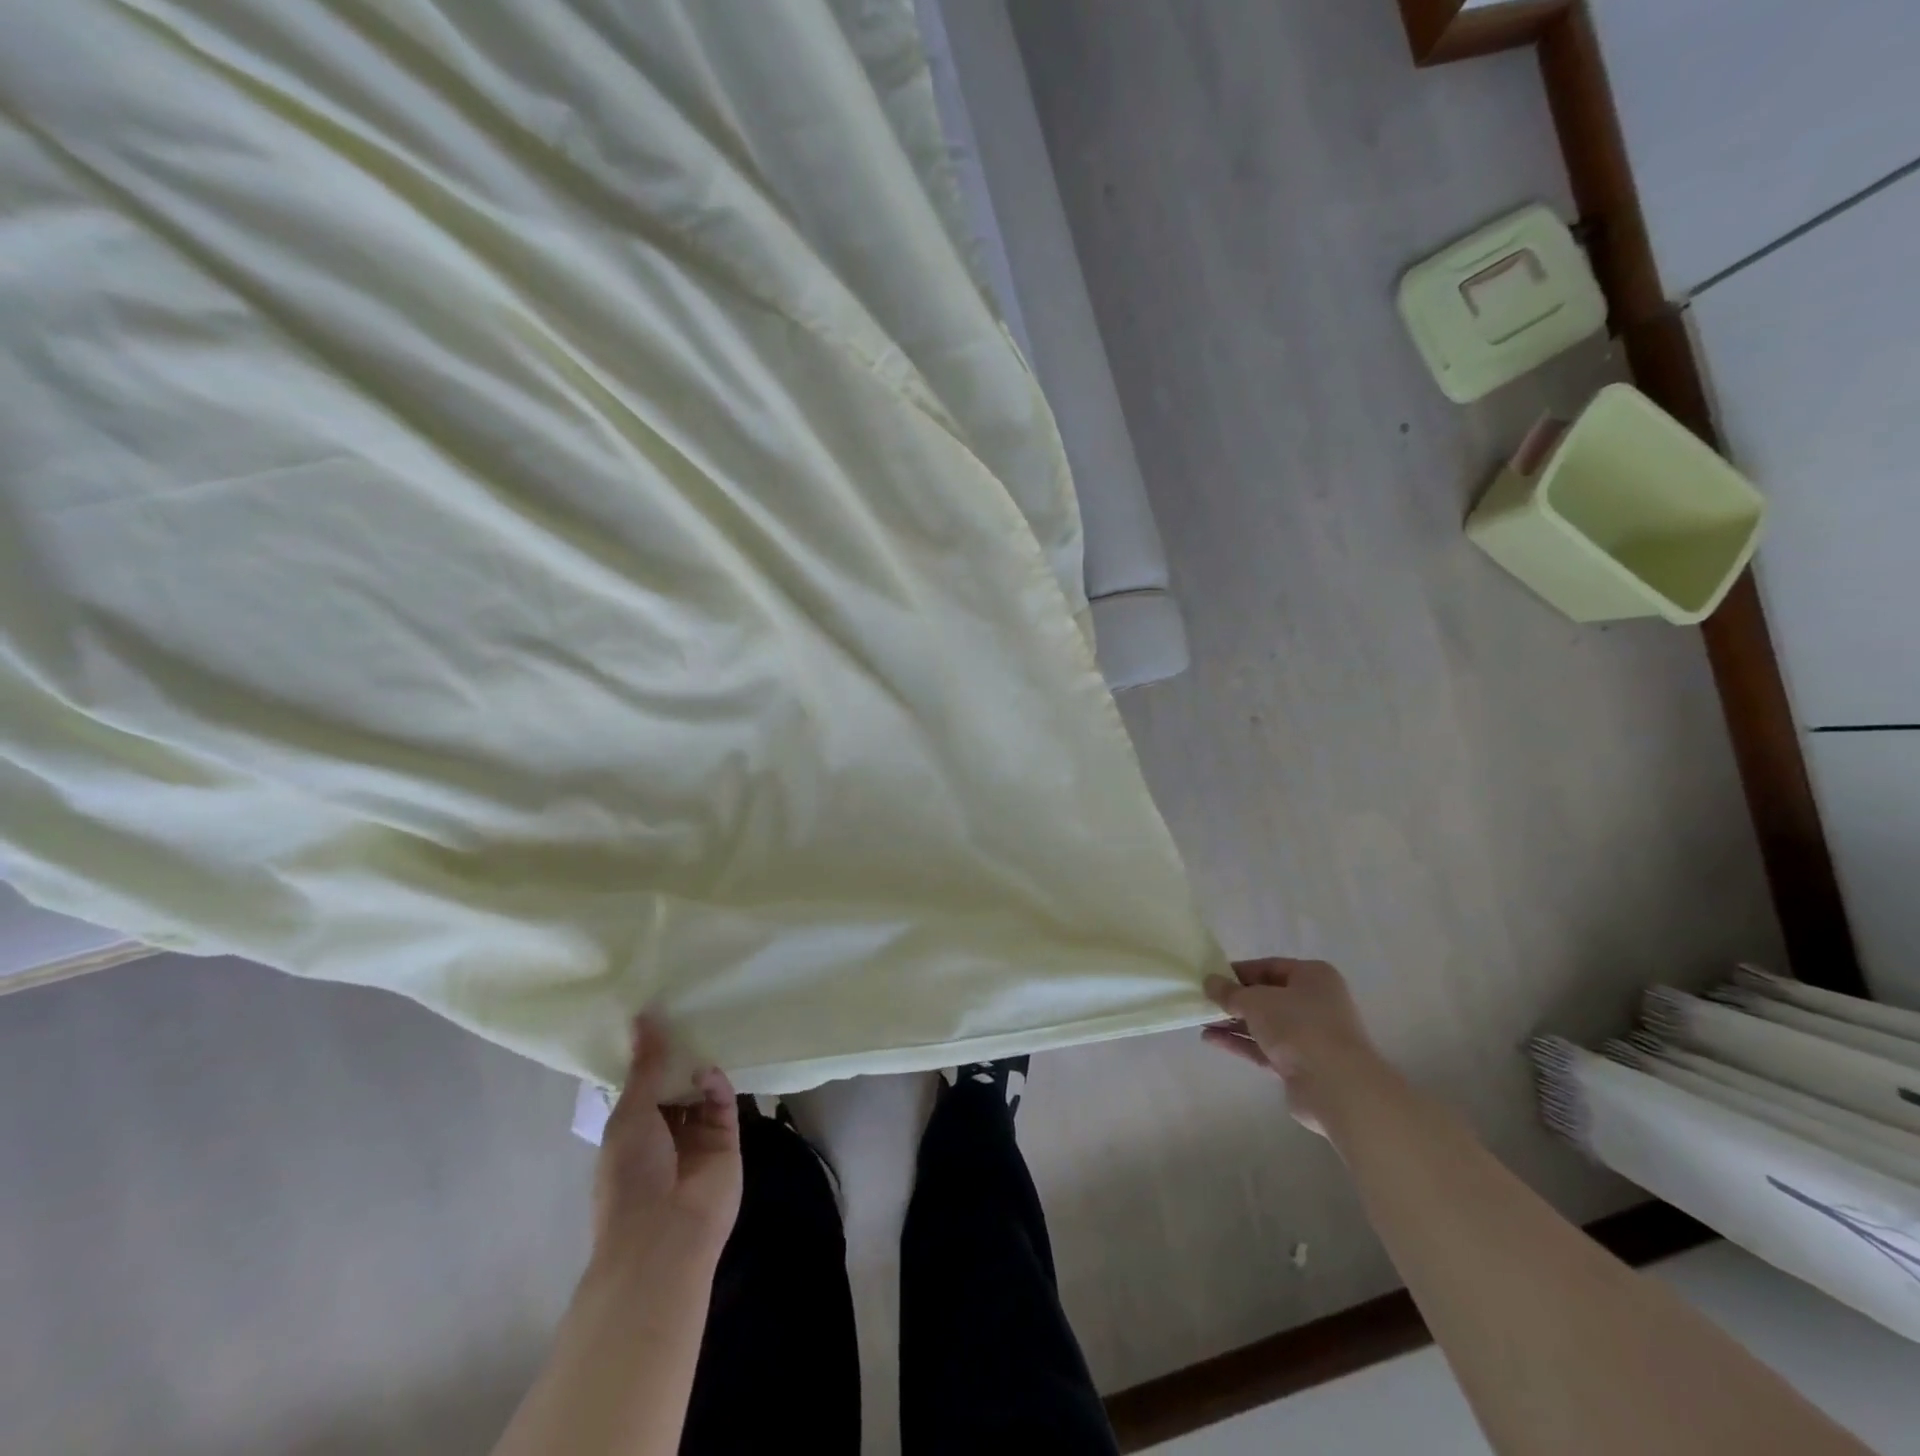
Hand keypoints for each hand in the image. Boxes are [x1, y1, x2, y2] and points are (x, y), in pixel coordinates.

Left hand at [593, 1017, 741, 1265]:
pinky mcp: (726, 1143)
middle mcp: (664, 1134)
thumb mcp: (630, 1113)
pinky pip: (723, 1106)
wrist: (664, 1234)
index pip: (643, 1088)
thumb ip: (644, 1065)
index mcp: (631, 1132)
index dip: (649, 1058)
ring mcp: (696, 1140)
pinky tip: (709, 1072)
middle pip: (674, 1087)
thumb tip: (643, 1016)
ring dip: (698, 1070)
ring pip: (700, 1094)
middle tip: (687, 1015)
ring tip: (702, 1034)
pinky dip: (717, 1087)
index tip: (658, 1018)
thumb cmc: (631, 1174)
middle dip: (678, 1059)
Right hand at [1202, 958, 1383, 1133]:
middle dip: (1234, 1000)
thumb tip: (1209, 982)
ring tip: (1201, 1021)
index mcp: (1313, 977)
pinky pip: (1265, 1048)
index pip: (1269, 967)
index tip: (1211, 978)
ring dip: (1233, 1023)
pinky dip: (1240, 1043)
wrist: (1336, 1086)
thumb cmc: (1299, 1027)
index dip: (1238, 971)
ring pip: (1264, 1025)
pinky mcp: (1301, 1066)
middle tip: (1204, 1001)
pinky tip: (1211, 1040)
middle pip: (1267, 997)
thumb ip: (1229, 992)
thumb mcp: (1256, 1000)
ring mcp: (1310, 1036)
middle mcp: (1315, 1003)